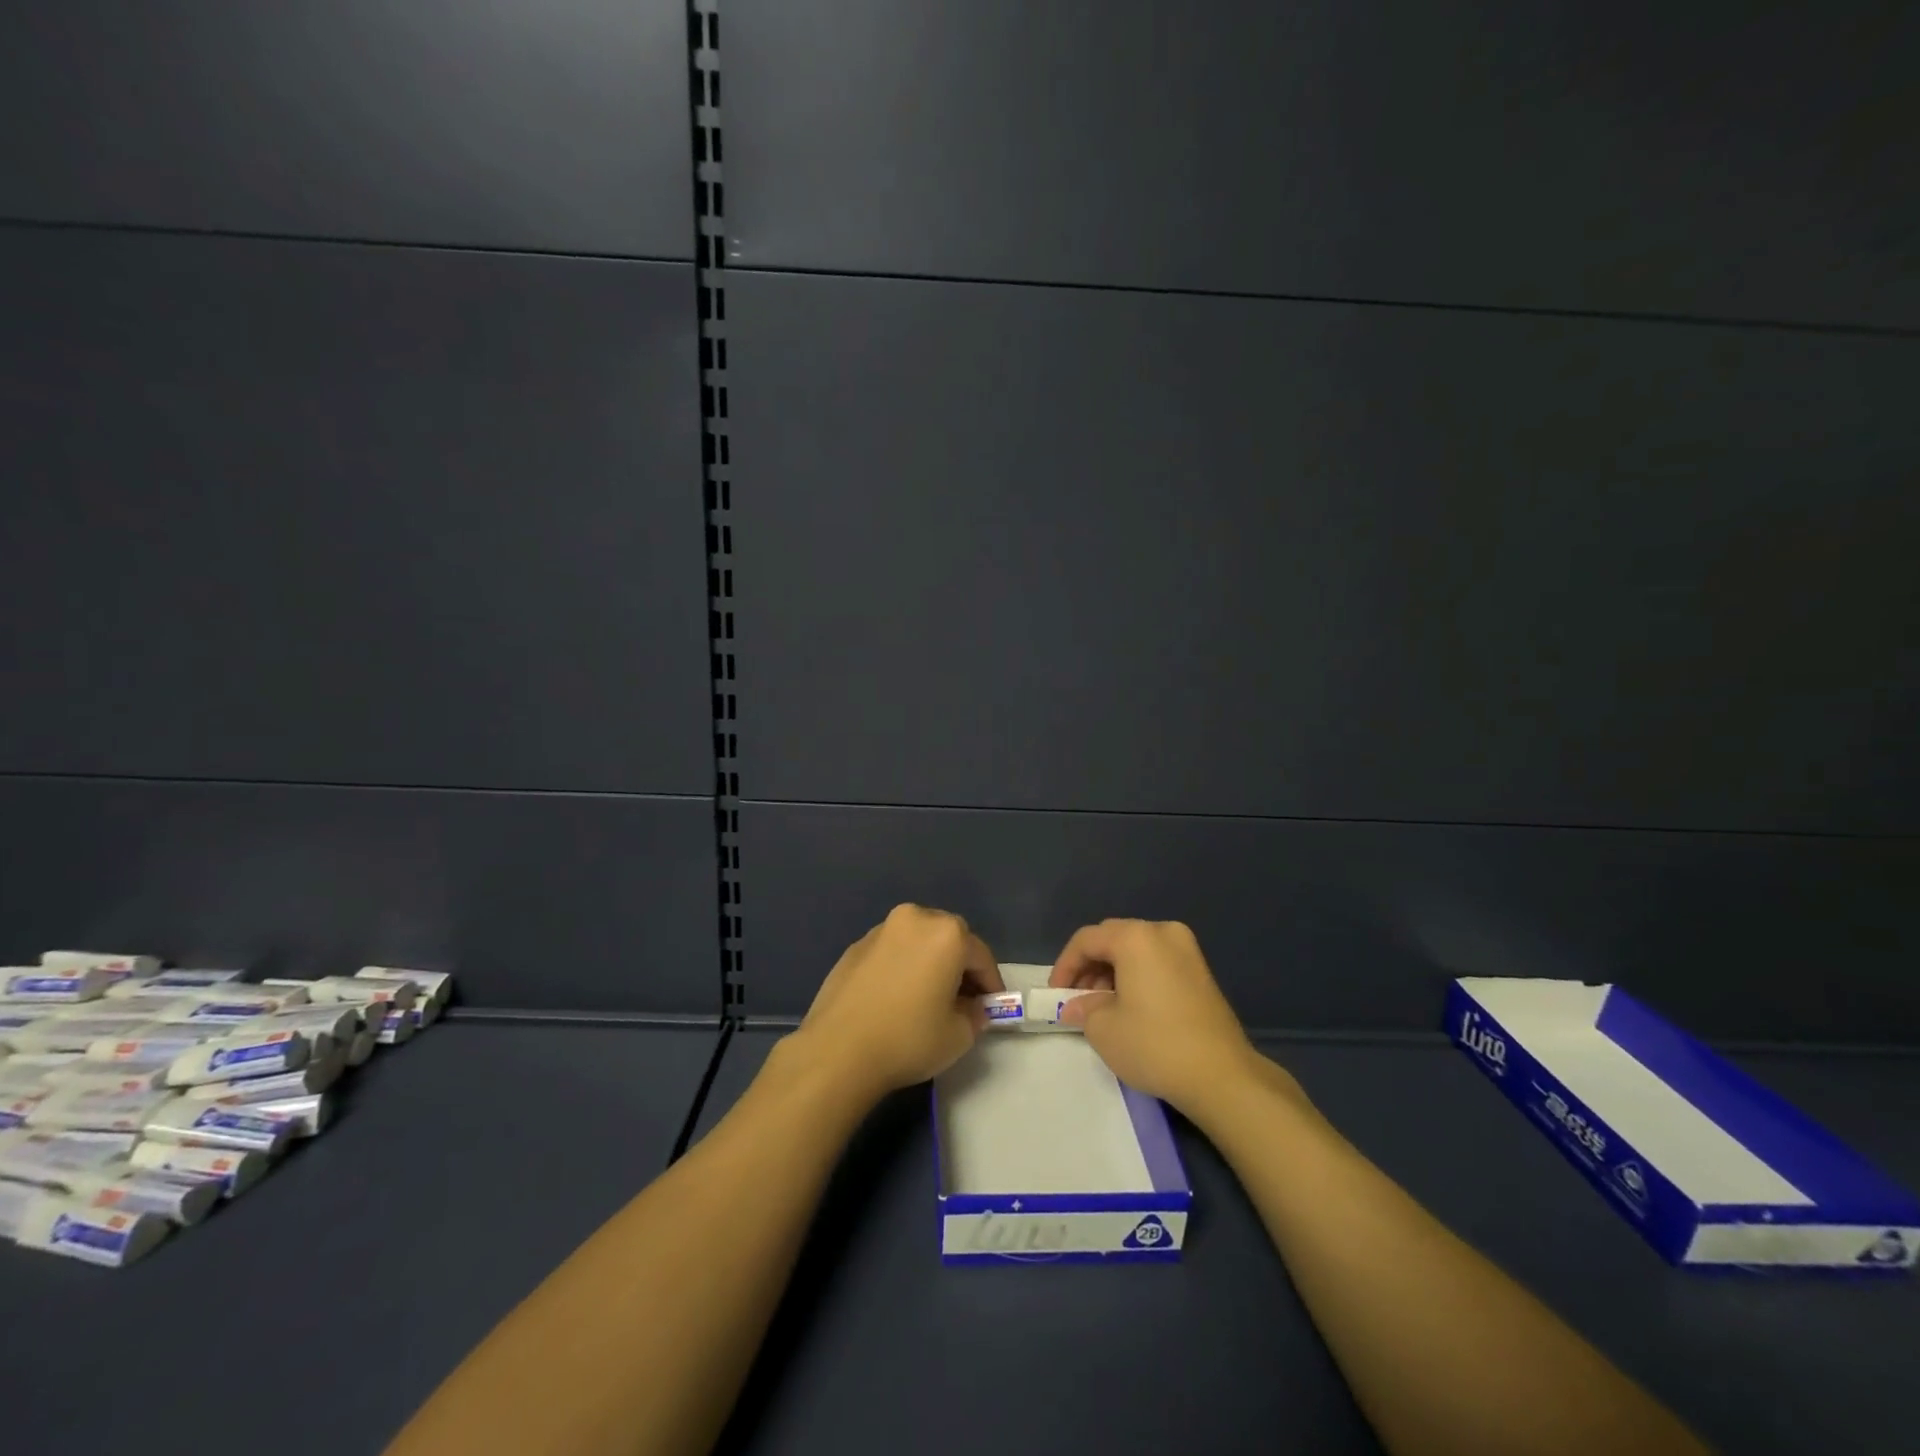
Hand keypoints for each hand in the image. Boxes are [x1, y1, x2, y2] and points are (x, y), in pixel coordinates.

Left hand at [790, 904, 1003, 1103]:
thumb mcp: (958, 1035)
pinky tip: (895, 998)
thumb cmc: (908, 1039)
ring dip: (928, 962)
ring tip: (926, 997)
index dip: (991, 984)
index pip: (981, 956)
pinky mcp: (854, 947)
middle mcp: (914, 919)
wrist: (838, 1051)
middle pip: (949, 939)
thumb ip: (974, 1015)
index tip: (992, 1008)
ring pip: (917, 942)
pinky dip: (901, 967)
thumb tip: (971, 1008)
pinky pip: (891, 952)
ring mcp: (880, 930)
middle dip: (959, 966)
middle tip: (962, 1000)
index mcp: (946, 933)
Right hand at [1052, 919, 1260, 1113]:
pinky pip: (1157, 962)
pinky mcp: (1202, 972)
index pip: (1087, 940)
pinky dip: (1137, 976)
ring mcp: (1188, 950)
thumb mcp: (1104, 1029)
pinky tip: (1131, 1007)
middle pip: (1113, 938)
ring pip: (1136, 949)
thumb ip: (1083, 1008)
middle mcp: (1163, 932)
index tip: (1055, 994)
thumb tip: (1076, 1005)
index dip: (1065, 965)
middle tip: (1077, 998)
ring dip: (1113, 971)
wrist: (1222, 1076)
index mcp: (1136, 937)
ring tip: (1102, 1006)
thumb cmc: (1155, 1045)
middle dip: (1090, 966)